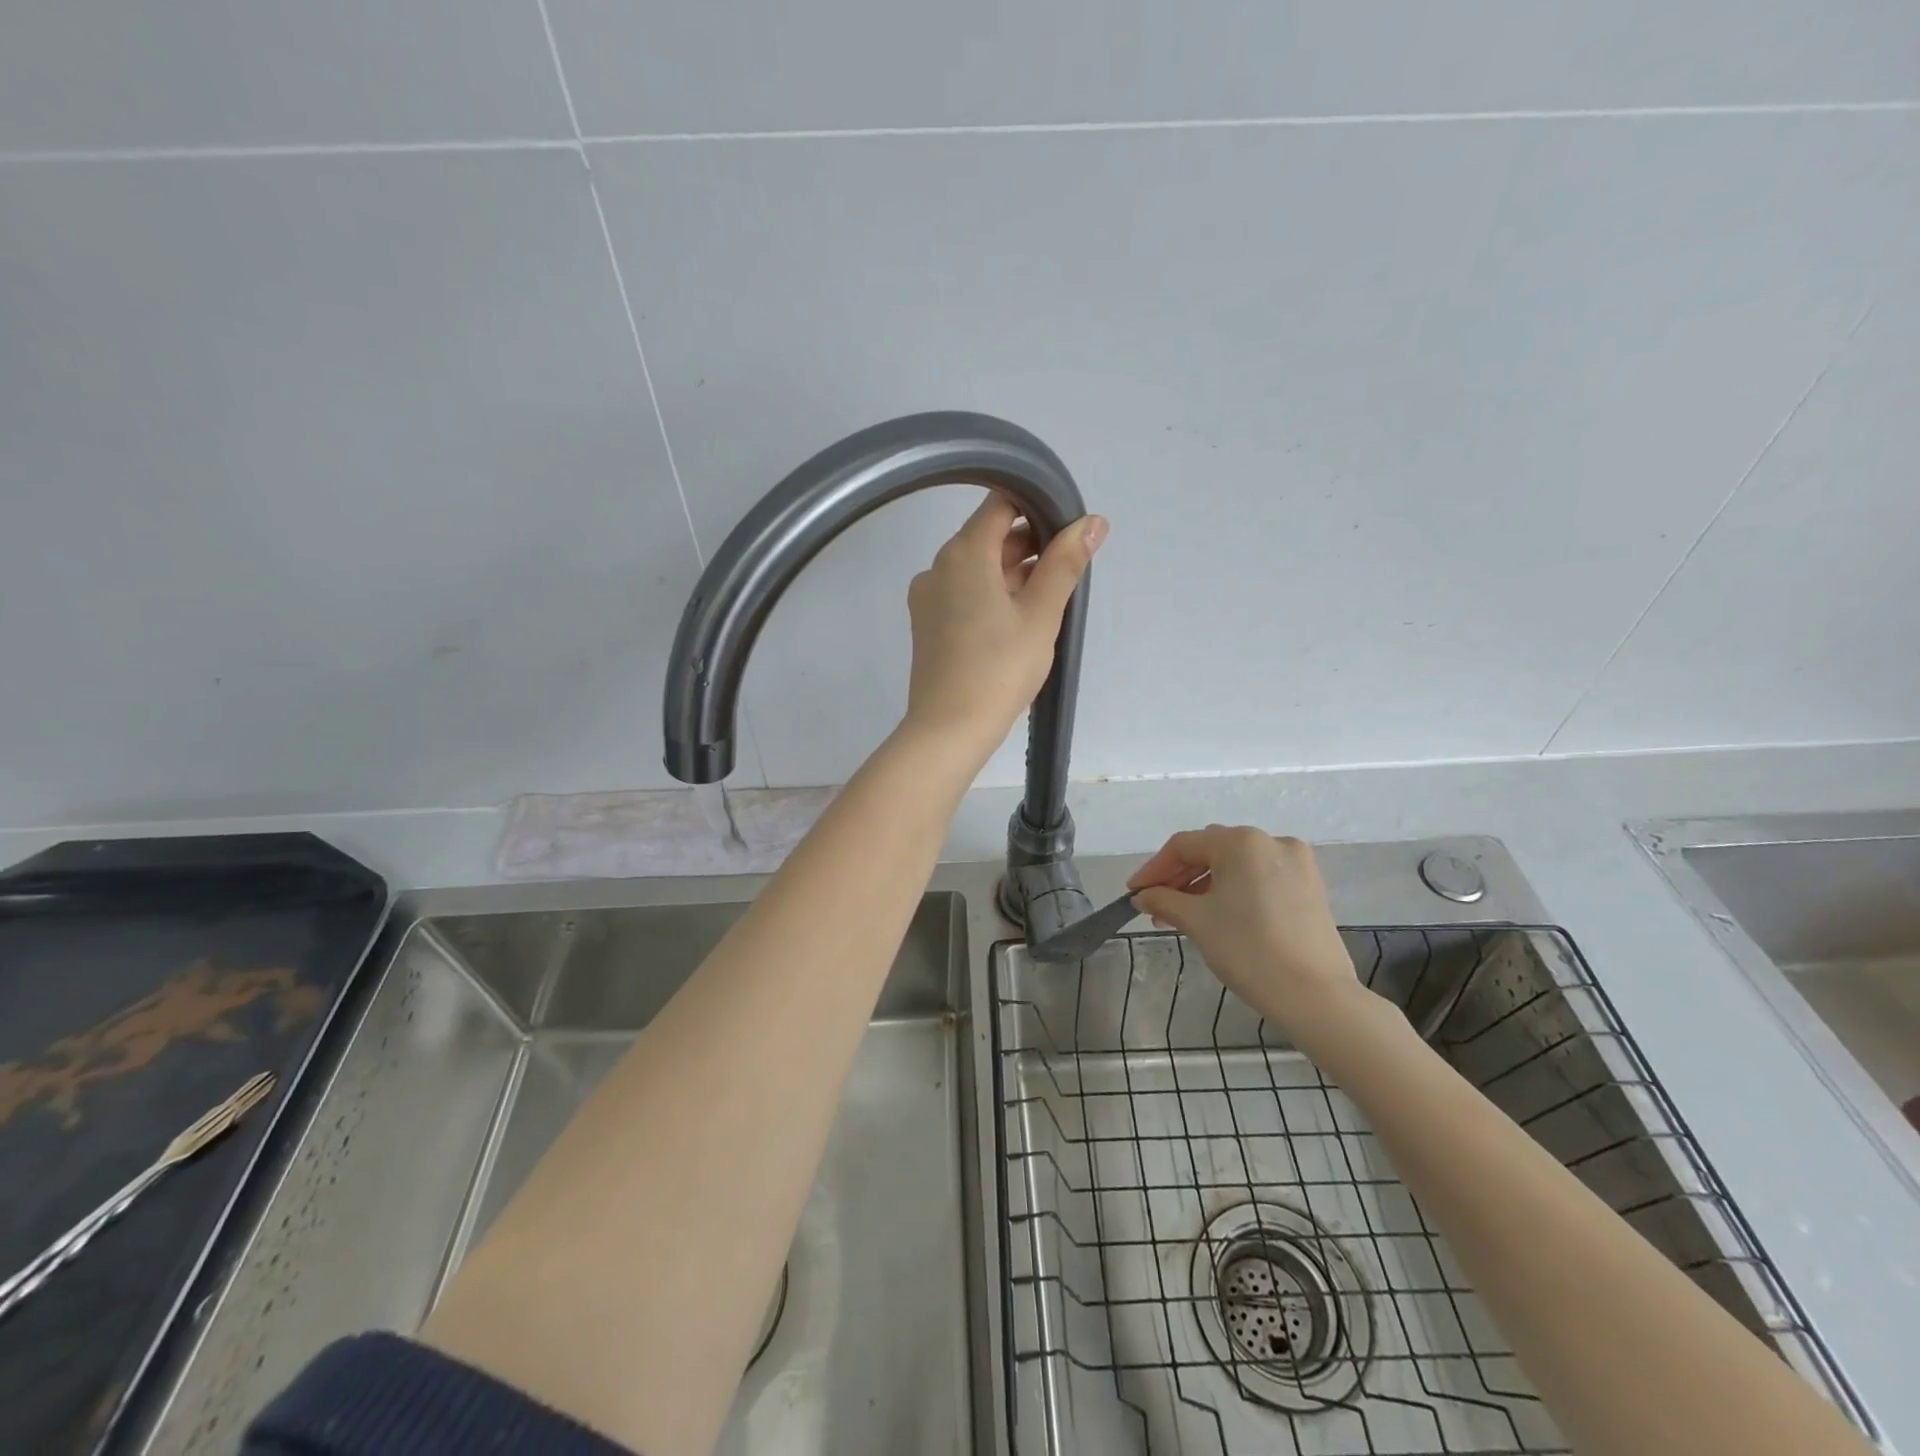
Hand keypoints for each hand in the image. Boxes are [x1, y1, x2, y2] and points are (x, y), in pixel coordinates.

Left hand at [903, 493, 1104, 760]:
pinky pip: (963, 593)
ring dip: (1012, 573)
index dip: (1036, 507)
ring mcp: (927, 596)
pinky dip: (991, 595)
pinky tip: (1017, 621)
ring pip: (976, 568)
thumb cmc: (1000, 668)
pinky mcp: (927, 624)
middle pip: (987, 537)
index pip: (999, 504)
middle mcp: (938, 566)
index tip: (1066, 529)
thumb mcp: (1041, 614)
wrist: (950, 728)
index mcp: (963, 553)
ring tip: (1047, 601)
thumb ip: (1065, 563)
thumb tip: (1092, 522)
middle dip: (1028, 546)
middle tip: (1066, 571)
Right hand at [1128, 827, 1369, 1045]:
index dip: (1154, 869)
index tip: (1134, 893)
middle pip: (1211, 850)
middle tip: (1156, 906)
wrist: (1315, 996)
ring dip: (1205, 886)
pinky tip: (1217, 916)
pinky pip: (1259, 878)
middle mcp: (1271, 841)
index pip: (1184, 846)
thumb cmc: (1248, 949)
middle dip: (1179, 877)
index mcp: (1242, 842)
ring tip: (1182, 916)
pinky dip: (1233, 891)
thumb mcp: (1196, 921)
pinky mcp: (1309, 887)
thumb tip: (1143, 895)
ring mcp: (1296, 863)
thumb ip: (1163, 899)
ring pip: (1236, 866)